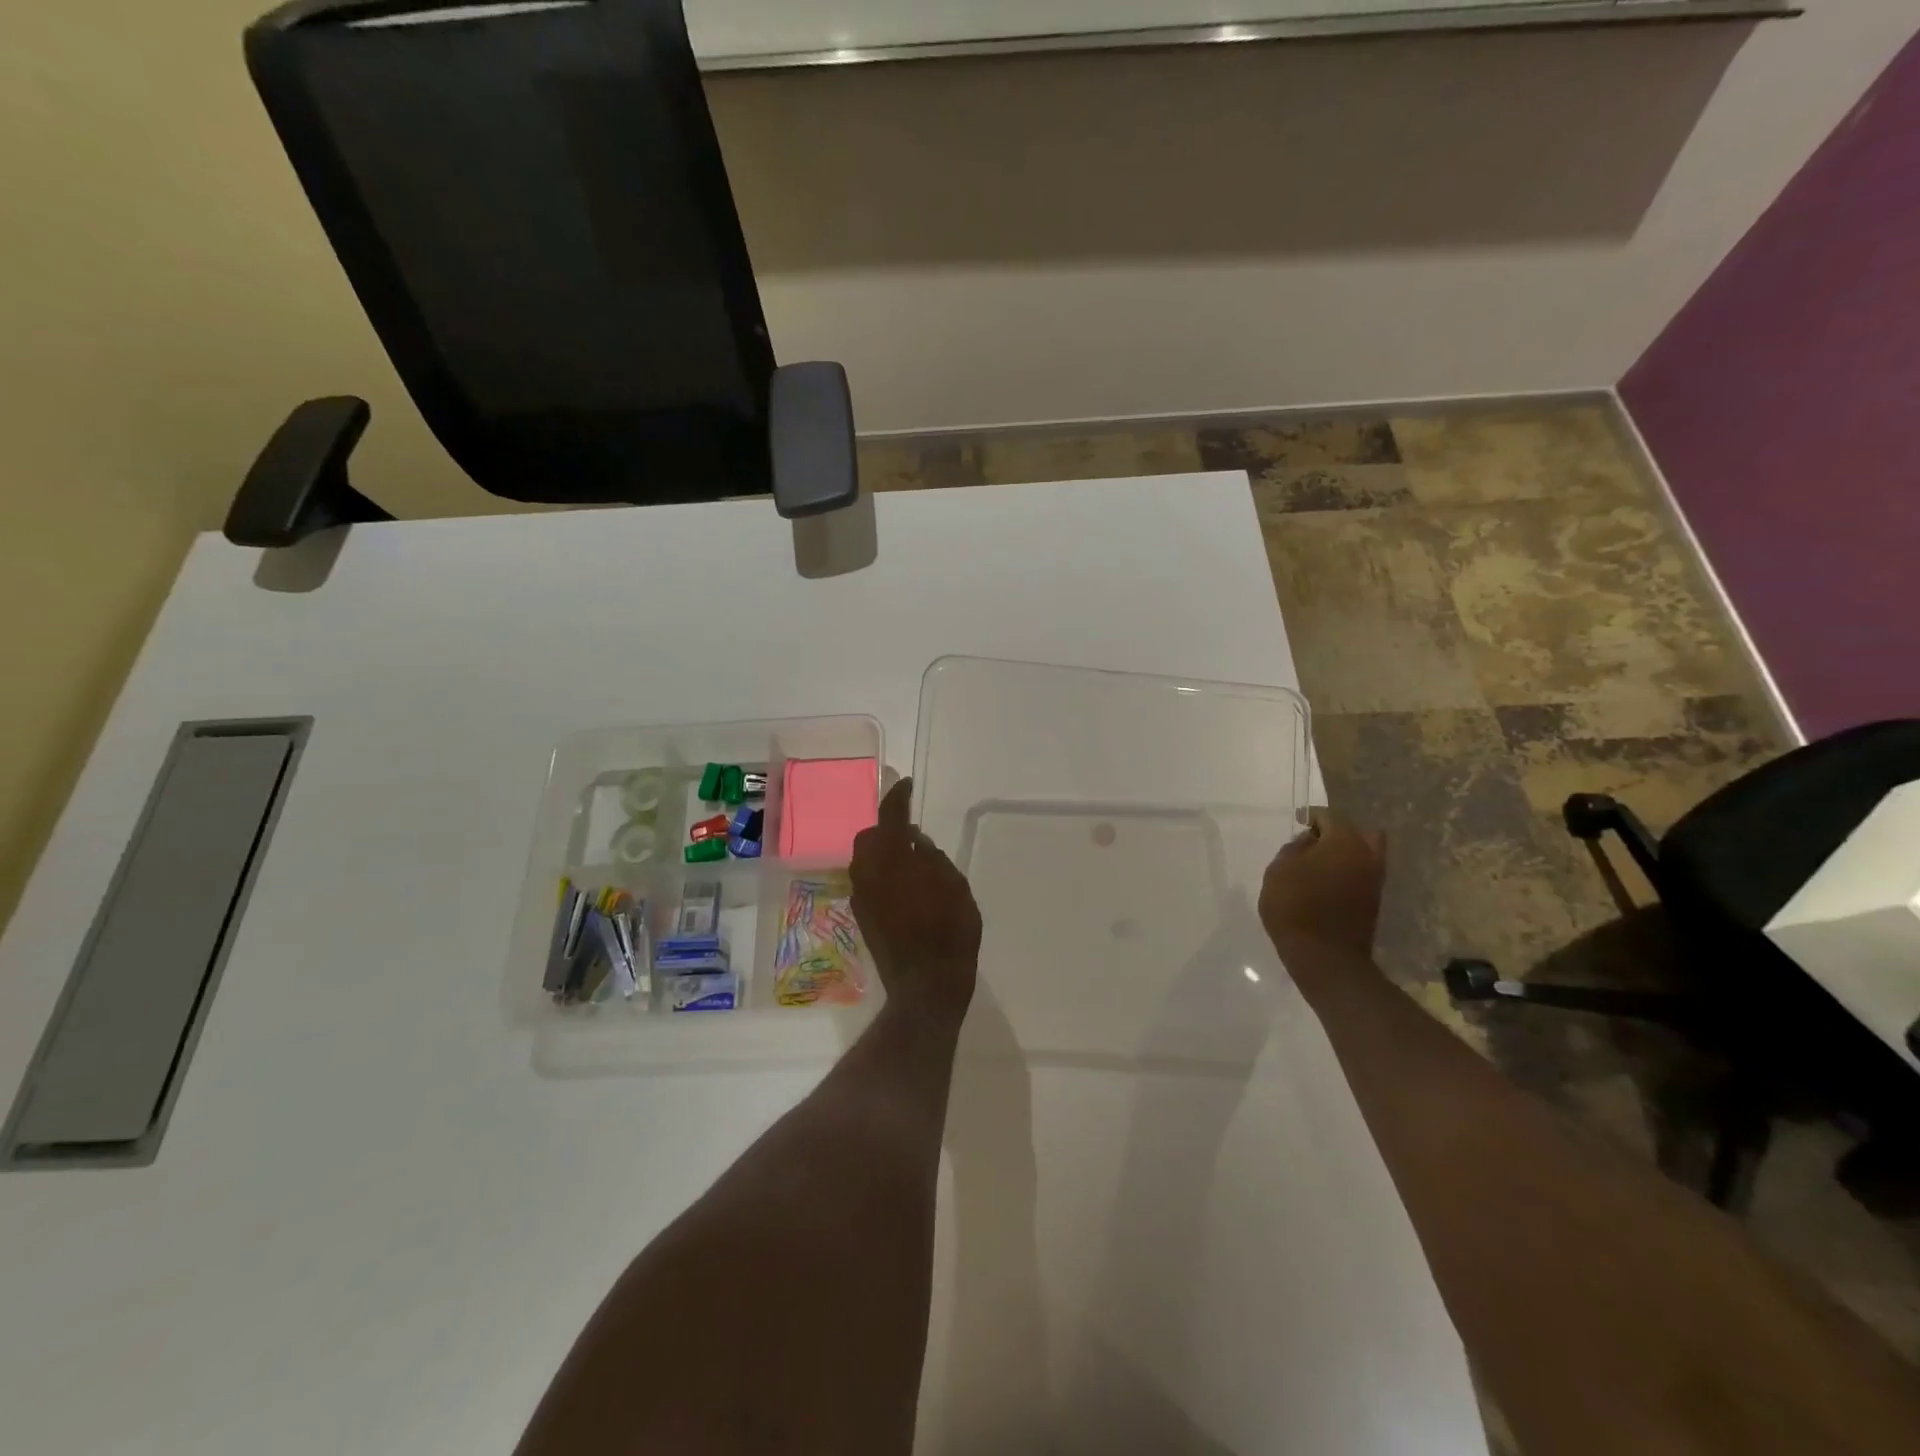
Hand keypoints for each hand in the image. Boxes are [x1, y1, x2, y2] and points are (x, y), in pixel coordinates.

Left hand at [850, 778, 981, 1024]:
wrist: (926, 985)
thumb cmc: (950, 930)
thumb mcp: (955, 886)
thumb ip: (932, 857)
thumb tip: (915, 842)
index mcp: (893, 858)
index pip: (890, 815)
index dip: (898, 796)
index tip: (905, 784)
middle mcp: (869, 872)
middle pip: (870, 837)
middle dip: (888, 829)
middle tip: (913, 833)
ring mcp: (861, 896)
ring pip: (865, 859)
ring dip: (883, 852)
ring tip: (911, 861)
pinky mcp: (861, 916)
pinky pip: (867, 881)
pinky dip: (881, 874)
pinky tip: (903, 886)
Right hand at [1259, 809, 1385, 958]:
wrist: (1324, 957)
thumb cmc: (1295, 906)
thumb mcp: (1279, 870)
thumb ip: (1294, 848)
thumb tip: (1309, 841)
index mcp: (1345, 842)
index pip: (1330, 817)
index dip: (1312, 816)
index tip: (1297, 821)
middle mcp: (1367, 856)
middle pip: (1360, 832)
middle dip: (1338, 832)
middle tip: (1315, 841)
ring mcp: (1375, 881)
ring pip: (1366, 854)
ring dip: (1346, 853)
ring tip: (1319, 863)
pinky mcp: (1374, 902)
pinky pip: (1363, 875)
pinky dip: (1349, 872)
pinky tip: (1327, 882)